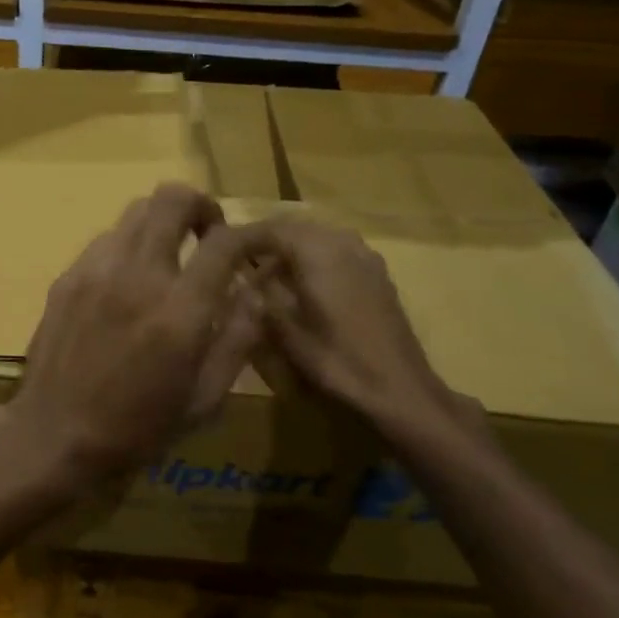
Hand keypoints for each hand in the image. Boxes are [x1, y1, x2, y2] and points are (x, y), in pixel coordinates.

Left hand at [2, 184, 261, 493]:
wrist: (54, 434)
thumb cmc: (138, 428)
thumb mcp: (205, 399)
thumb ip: (238, 339)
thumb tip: (255, 291)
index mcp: (179, 312)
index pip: (223, 242)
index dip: (249, 233)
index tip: (255, 244)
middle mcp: (136, 276)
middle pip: (172, 199)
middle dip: (200, 206)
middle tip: (207, 235)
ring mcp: (95, 270)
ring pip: (136, 210)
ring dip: (162, 223)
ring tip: (167, 257)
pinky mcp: (67, 276)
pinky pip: (106, 238)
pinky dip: (129, 245)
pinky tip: (128, 281)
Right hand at [238, 214, 478, 447]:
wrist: (400, 390)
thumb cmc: (338, 362)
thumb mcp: (286, 333)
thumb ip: (261, 298)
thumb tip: (241, 280)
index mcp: (319, 254)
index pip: (272, 229)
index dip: (243, 237)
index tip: (218, 248)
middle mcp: (343, 244)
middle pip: (295, 227)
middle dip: (265, 239)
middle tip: (237, 259)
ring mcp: (365, 257)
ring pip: (317, 236)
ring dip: (289, 247)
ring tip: (265, 272)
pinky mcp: (376, 274)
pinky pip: (336, 250)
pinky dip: (312, 257)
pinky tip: (301, 283)